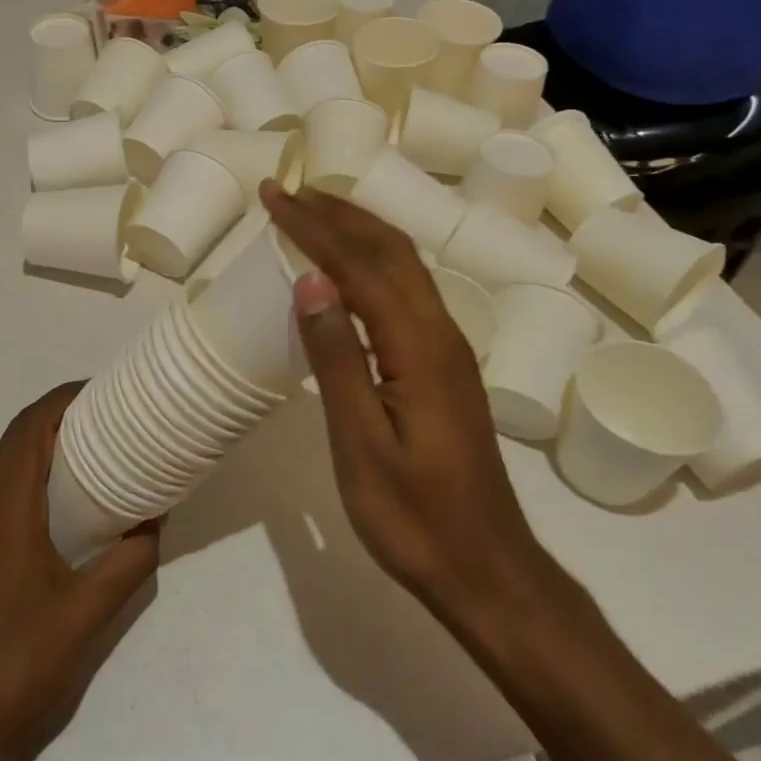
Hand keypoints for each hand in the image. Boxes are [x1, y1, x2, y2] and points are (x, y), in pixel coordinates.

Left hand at [0, 382, 160, 760]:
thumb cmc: (21, 665)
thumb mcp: (89, 613)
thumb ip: (129, 560)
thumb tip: (156, 518)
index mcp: (2, 511)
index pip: (29, 429)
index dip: (63, 399)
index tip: (104, 390)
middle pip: (16, 438)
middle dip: (59, 415)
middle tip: (109, 414)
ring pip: (5, 463)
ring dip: (44, 442)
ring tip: (94, 443)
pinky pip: (1, 489)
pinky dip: (32, 471)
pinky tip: (65, 493)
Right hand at [260, 182, 555, 633]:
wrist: (487, 568)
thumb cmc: (414, 516)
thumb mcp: (360, 443)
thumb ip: (338, 357)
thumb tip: (311, 280)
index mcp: (419, 345)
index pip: (358, 264)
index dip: (313, 226)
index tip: (273, 196)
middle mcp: (441, 331)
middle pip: (390, 250)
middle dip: (338, 214)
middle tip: (288, 192)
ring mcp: (449, 348)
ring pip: (404, 266)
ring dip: (359, 231)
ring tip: (314, 213)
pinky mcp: (446, 366)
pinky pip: (407, 291)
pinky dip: (373, 262)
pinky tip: (350, 272)